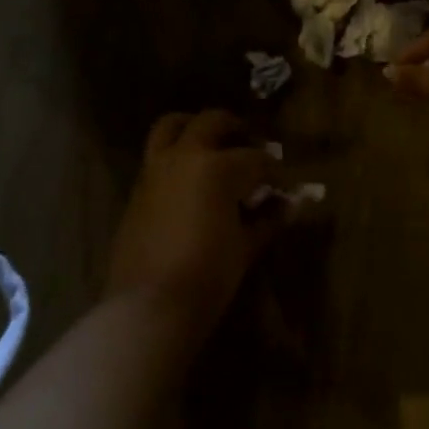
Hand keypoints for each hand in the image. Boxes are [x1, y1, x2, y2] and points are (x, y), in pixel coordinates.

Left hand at [106, 110, 277, 330]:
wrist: (149, 306)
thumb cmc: (208, 275)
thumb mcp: (245, 247)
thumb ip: (268, 220)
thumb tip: (291, 205)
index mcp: (217, 166)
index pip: (256, 159)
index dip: (276, 171)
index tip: (286, 184)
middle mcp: (184, 156)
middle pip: (211, 122)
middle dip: (235, 128)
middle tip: (250, 143)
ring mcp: (155, 169)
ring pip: (171, 127)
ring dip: (193, 127)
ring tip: (210, 143)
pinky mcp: (137, 189)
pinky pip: (156, 157)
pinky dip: (174, 156)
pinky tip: (189, 180)